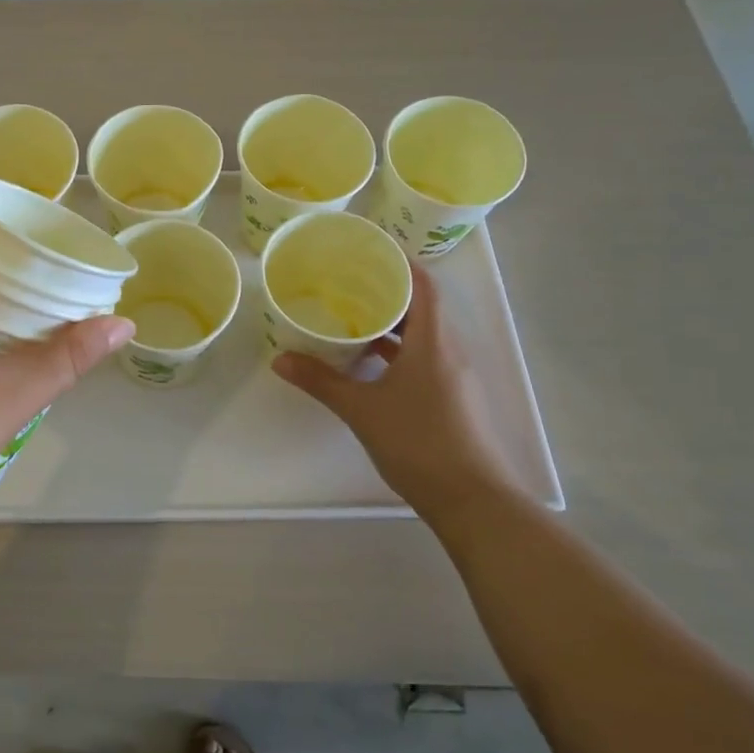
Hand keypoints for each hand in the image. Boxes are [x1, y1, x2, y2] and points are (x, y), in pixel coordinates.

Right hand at [273, 260, 510, 519]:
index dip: (399, 262)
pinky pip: (426, 356)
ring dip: (393, 322)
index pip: (423, 284)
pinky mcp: (454, 397)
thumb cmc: (418, 442)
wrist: (473, 501)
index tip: (367, 251)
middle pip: (423, 305)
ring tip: (352, 315)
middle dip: (388, 290)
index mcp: (433, 341)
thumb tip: (280, 360)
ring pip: (423, 333)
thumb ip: (321, 381)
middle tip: (347, 281)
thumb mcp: (361, 409)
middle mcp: (450, 349)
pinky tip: (370, 360)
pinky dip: (400, 349)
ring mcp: (456, 375)